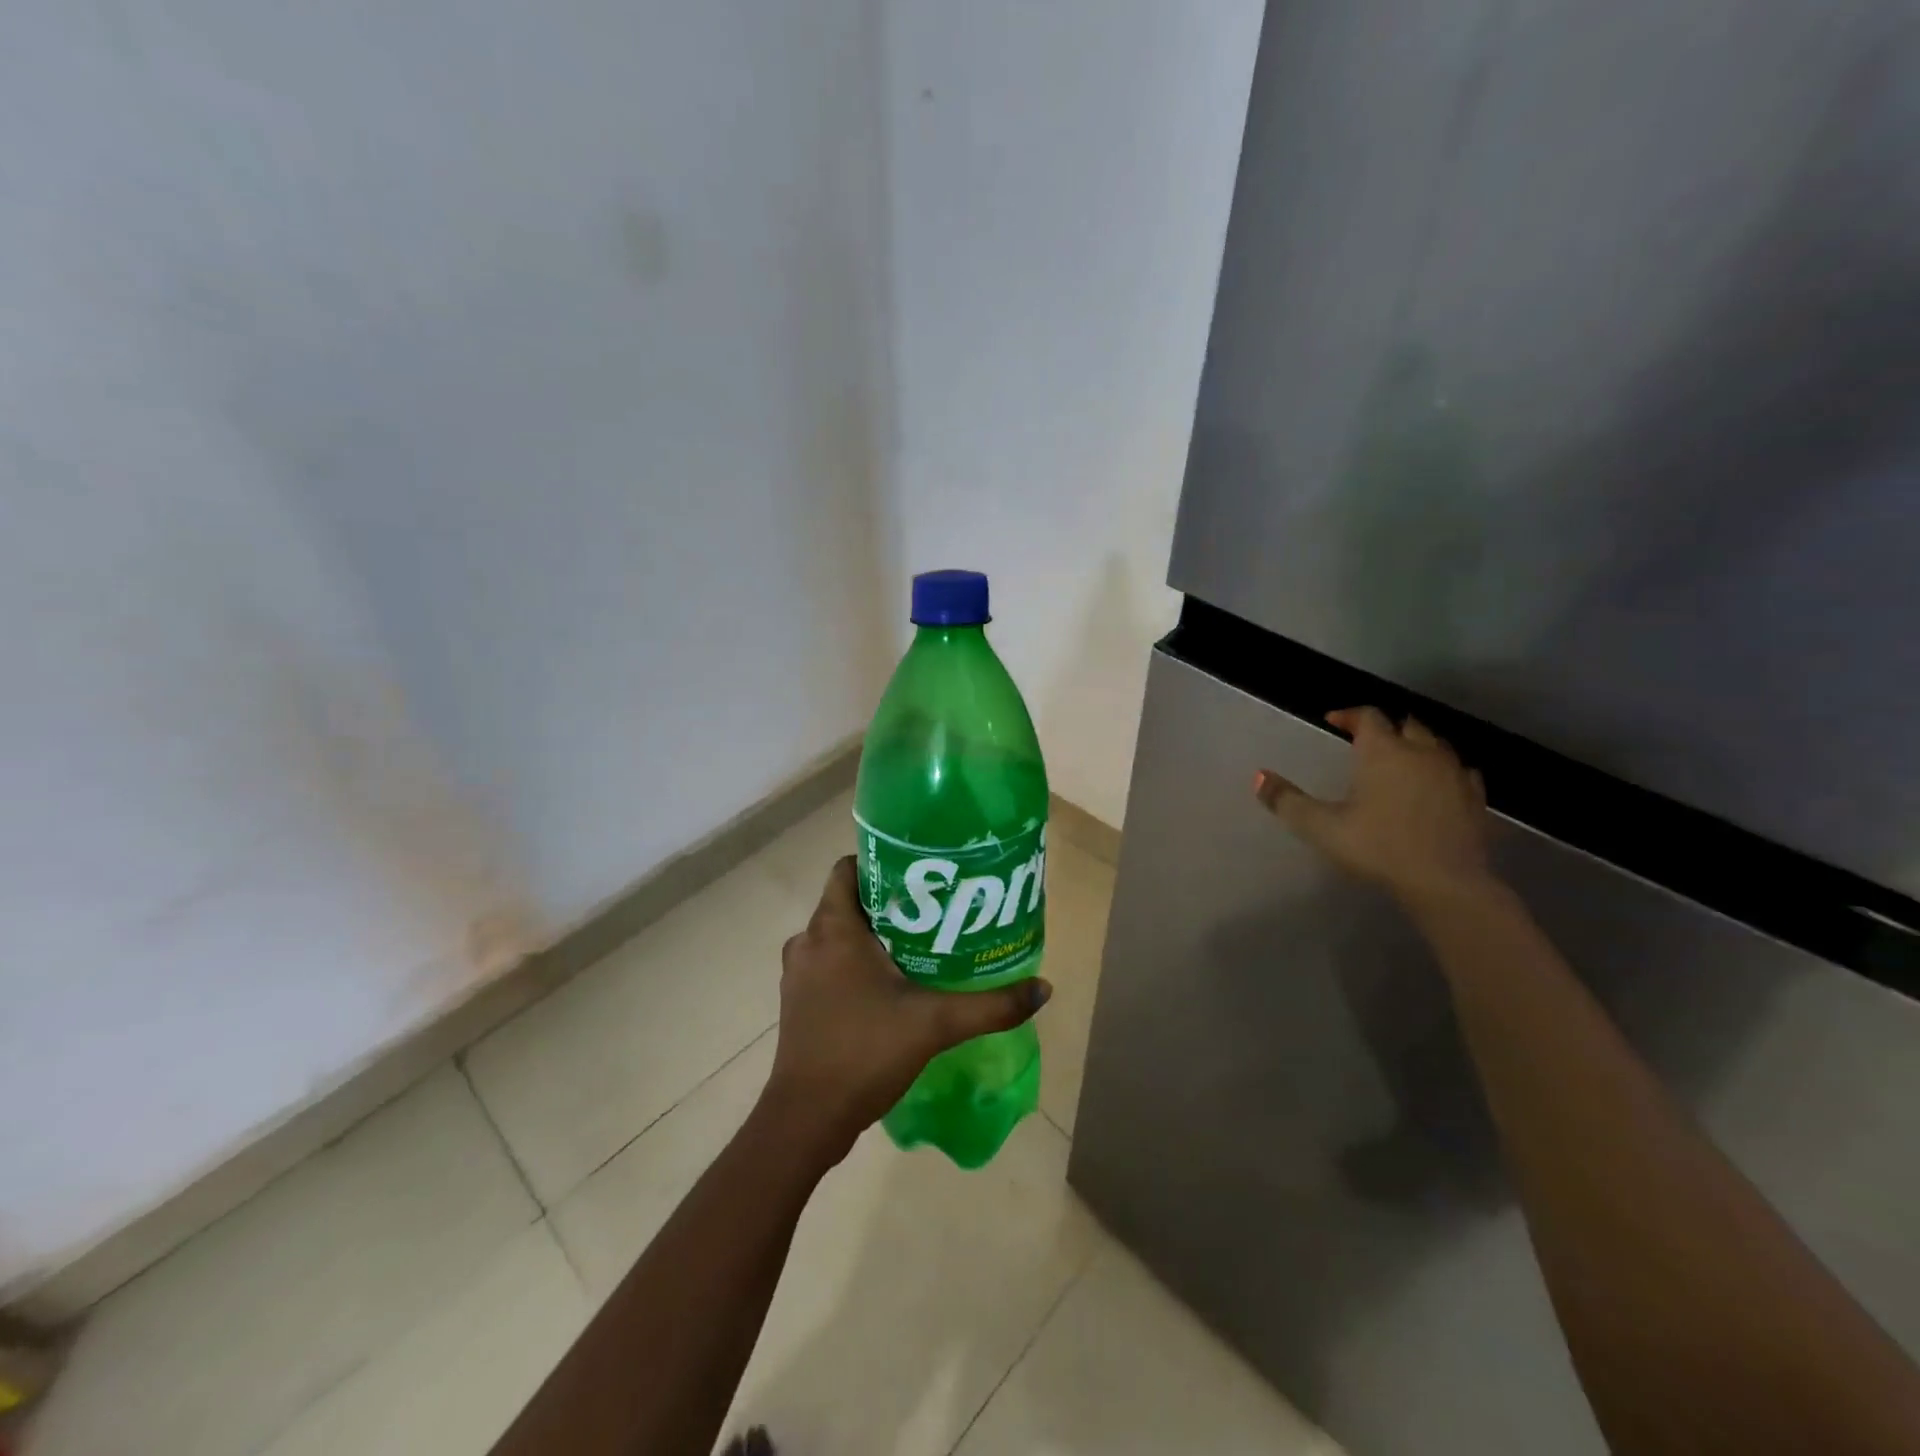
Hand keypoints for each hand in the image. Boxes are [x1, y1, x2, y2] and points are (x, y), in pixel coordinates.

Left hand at [762, 857, 1050, 1162]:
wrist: (807, 1119)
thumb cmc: (864, 1053)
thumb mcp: (935, 1024)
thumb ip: (990, 1006)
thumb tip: (1043, 989)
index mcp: (832, 928)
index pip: (849, 868)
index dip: (883, 863)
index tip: (922, 874)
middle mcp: (808, 941)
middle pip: (850, 901)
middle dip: (891, 902)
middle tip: (936, 908)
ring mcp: (799, 973)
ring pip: (841, 934)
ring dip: (875, 935)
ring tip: (922, 942)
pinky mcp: (799, 1000)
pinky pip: (831, 963)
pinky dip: (858, 962)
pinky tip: (894, 982)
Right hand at [1254, 707, 1494, 910]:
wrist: (1446, 882)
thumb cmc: (1378, 847)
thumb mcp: (1321, 827)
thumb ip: (1287, 801)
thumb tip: (1259, 776)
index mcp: (1383, 751)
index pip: (1368, 716)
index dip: (1349, 715)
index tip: (1334, 721)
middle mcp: (1422, 752)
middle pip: (1407, 724)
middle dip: (1386, 728)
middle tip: (1368, 742)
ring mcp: (1454, 774)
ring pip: (1437, 745)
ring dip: (1418, 746)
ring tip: (1401, 762)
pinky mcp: (1476, 799)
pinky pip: (1461, 772)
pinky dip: (1444, 771)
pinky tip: (1438, 786)